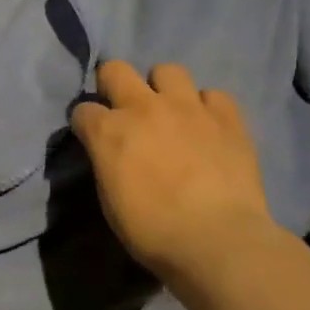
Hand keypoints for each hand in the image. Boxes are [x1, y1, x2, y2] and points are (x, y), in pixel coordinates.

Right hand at [70, 61, 272, 278]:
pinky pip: (214, 95)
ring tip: (170, 112)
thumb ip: (107, 162)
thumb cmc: (151, 229)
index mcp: (108, 131)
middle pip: (115, 69)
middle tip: (124, 110)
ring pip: (168, 70)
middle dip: (113, 84)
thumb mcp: (109, 198)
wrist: (217, 241)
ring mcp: (188, 108)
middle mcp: (143, 107)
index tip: (93, 138)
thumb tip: (111, 153)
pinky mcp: (227, 118)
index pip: (82, 110)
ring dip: (163, 88)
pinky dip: (207, 107)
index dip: (86, 123)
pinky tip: (207, 126)